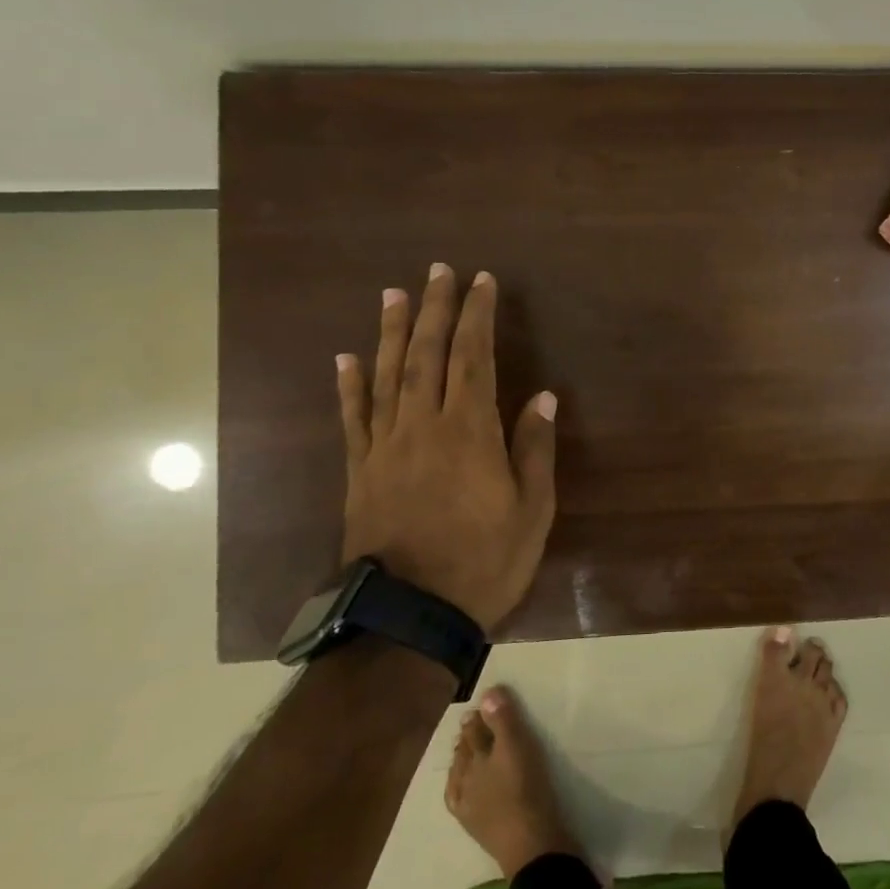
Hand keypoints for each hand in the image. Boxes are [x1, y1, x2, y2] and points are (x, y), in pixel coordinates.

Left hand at [336, 265, 556, 633]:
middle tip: (438, 271)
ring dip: (393, 332)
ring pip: (387, 376)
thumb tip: (542, 397)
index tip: (482, 282)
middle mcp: (423, 427)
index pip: (473, 358)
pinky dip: (350, 385)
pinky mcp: (360, 472)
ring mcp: (385, 447)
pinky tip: (347, 357)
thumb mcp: (532, 510)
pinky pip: (353, 418)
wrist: (410, 617)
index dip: (476, 317)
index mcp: (469, 432)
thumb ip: (534, 449)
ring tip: (395, 294)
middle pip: (427, 356)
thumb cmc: (484, 562)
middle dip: (435, 310)